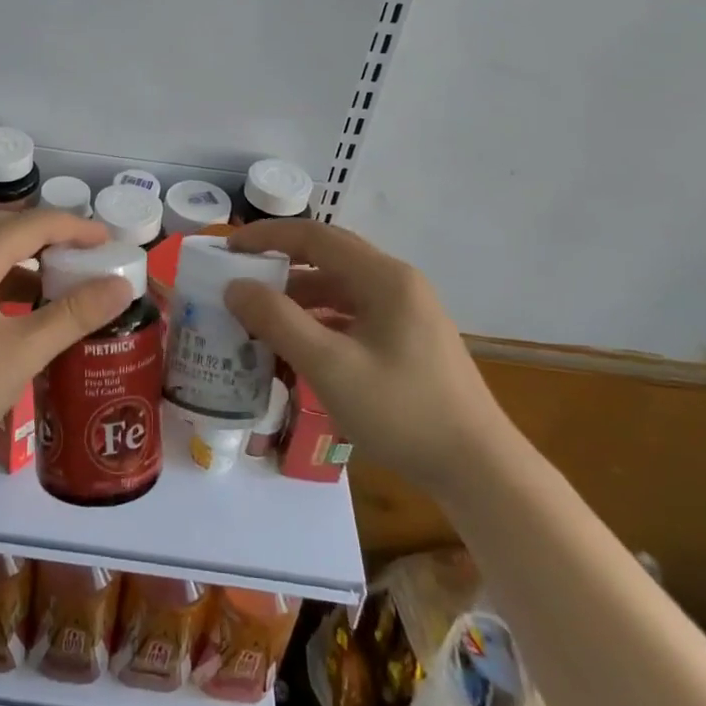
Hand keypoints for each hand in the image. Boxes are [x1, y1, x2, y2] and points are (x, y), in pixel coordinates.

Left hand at [0, 209, 132, 470]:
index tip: (110, 242)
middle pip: (7, 230)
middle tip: (88, 259)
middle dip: (51, 239)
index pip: (34, 224)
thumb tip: (120, 286)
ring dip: (25, 261)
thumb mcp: (20, 353)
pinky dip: (1, 281)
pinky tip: (17, 313)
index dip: (76, 228)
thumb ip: (72, 316)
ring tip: (59, 285)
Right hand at [223, 220, 503, 486]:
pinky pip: (353, 317)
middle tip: (239, 280)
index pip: (315, 236)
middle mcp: (397, 284)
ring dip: (298, 299)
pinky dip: (320, 323)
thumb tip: (235, 287)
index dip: (267, 237)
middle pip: (329, 258)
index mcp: (384, 278)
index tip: (228, 249)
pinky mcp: (408, 341)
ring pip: (340, 290)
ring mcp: (406, 313)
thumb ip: (278, 321)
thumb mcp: (330, 365)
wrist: (477, 469)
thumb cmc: (402, 411)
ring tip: (259, 319)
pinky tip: (297, 349)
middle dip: (280, 266)